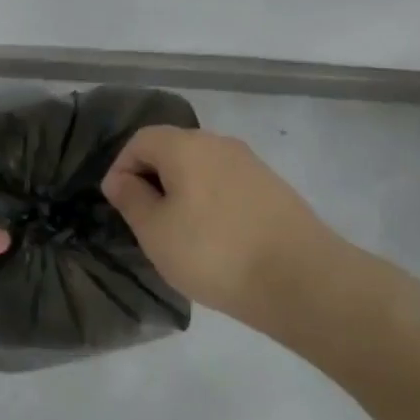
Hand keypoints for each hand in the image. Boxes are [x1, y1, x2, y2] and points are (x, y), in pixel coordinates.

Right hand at [101, 126, 345, 322]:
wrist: (301, 280)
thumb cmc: (213, 252)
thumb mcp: (155, 231)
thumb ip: (131, 199)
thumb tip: (119, 178)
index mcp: (185, 146)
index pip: (140, 140)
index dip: (121, 167)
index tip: (118, 203)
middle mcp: (219, 143)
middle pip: (173, 149)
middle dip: (152, 178)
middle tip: (146, 220)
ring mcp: (251, 164)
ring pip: (202, 167)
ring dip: (183, 191)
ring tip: (180, 232)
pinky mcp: (273, 187)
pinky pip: (227, 184)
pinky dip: (211, 201)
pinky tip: (215, 237)